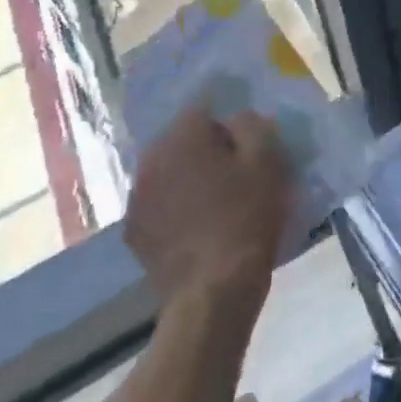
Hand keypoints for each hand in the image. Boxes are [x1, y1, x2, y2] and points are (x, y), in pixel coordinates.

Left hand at [124, 107, 291, 310]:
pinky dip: (174, 206)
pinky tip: (196, 224)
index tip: (246, 138)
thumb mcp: (266, 163)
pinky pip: (158, 203)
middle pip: (181, 139)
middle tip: (233, 167)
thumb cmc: (246, 219)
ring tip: (214, 197)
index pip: (202, 108)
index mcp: (182, 137)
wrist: (213, 293)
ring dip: (187, 176)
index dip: (227, 120)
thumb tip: (237, 118)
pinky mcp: (134, 232)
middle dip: (204, 147)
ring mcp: (137, 198)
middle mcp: (151, 160)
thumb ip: (252, 126)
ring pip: (167, 171)